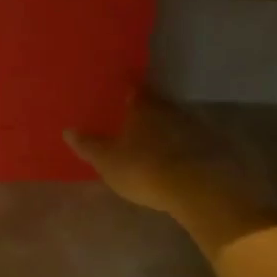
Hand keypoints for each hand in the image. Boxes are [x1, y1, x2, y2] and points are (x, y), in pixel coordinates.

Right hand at [67, 91, 276, 254]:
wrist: (197, 189)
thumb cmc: (144, 169)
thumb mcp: (108, 161)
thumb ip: (89, 146)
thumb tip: (68, 130)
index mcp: (142, 106)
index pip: (132, 87)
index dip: (125, 87)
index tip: (118, 87)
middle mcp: (168, 109)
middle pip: (154, 103)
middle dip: (143, 108)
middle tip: (130, 115)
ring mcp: (192, 127)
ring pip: (172, 121)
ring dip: (163, 127)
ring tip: (149, 138)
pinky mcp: (208, 147)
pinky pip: (188, 141)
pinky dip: (178, 145)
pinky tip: (171, 157)